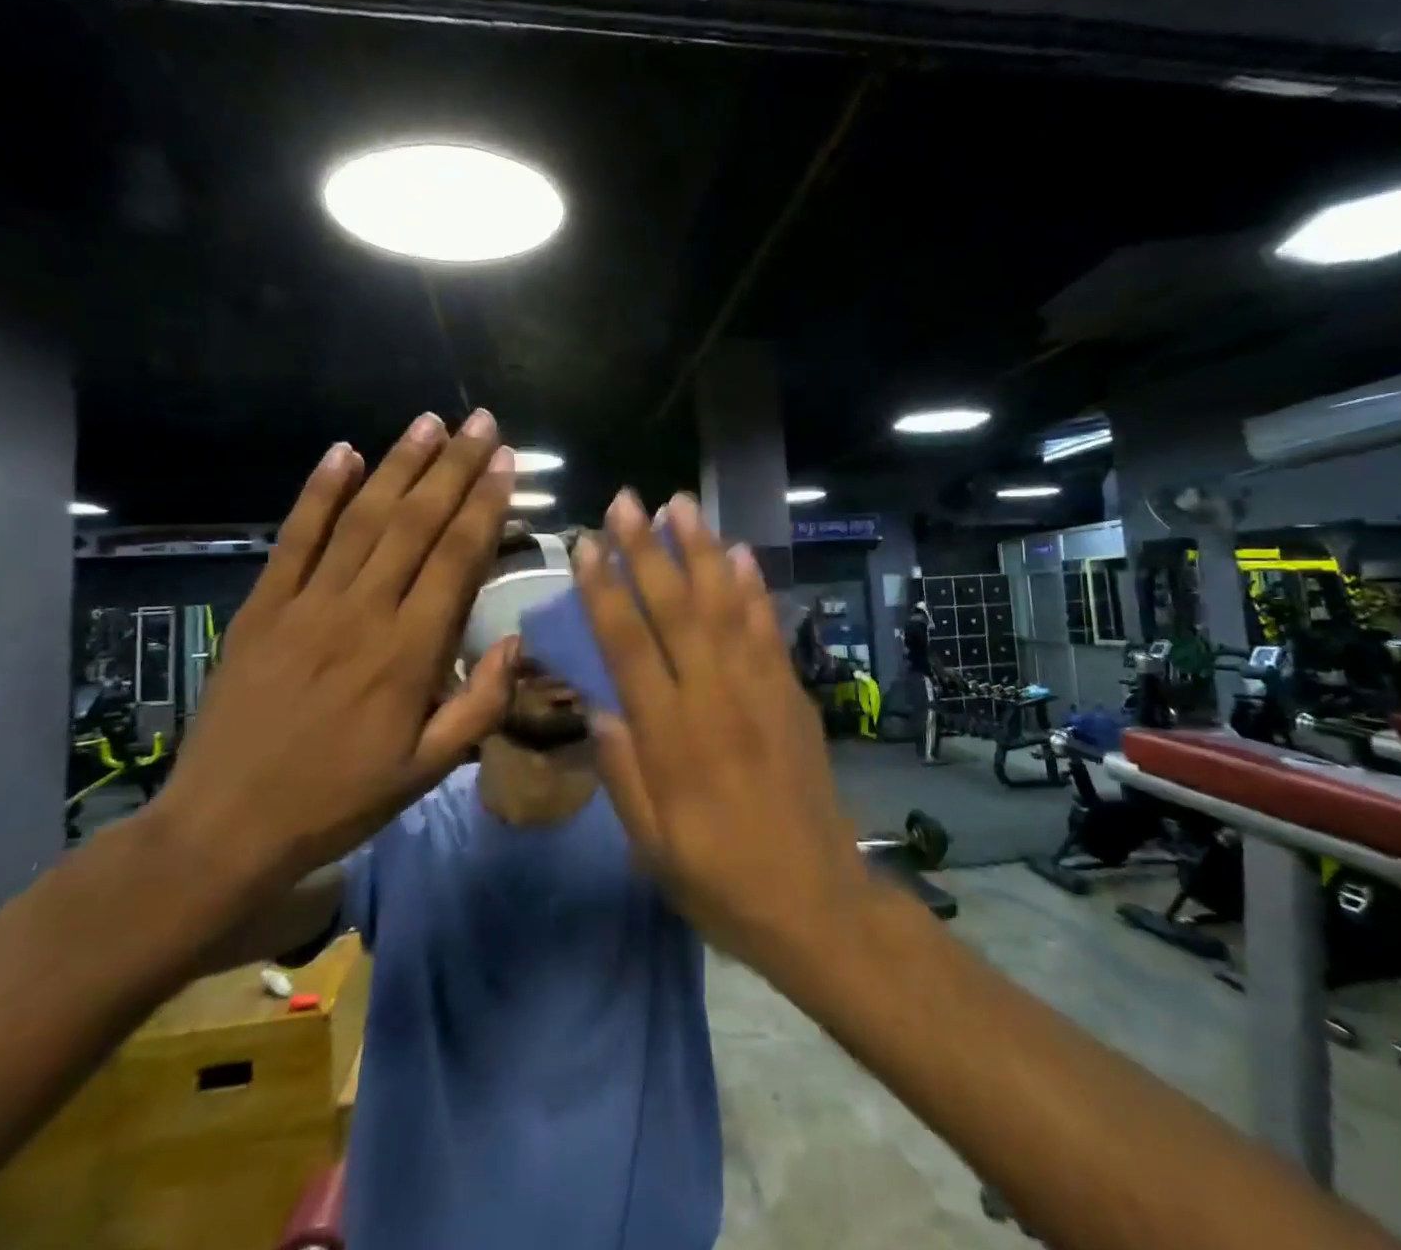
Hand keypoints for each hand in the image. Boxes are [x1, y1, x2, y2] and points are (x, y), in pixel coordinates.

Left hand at [151, 411, 514, 895]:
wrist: (224, 828)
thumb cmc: (340, 799)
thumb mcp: (429, 770)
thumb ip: (481, 705)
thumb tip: (517, 643)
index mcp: (410, 654)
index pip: (456, 558)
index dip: (484, 504)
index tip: (504, 461)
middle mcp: (362, 614)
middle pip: (415, 523)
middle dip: (453, 467)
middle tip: (480, 421)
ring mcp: (306, 605)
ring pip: (362, 519)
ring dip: (398, 465)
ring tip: (428, 423)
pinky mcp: (262, 608)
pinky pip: (294, 539)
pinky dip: (318, 493)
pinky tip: (342, 454)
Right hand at [573, 490, 868, 967]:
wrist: (816, 901)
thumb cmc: (720, 880)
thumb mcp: (651, 845)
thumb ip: (622, 773)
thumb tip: (598, 708)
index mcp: (671, 737)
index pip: (628, 646)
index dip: (604, 591)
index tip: (584, 546)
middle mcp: (715, 699)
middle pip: (675, 610)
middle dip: (646, 550)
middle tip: (626, 500)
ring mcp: (760, 690)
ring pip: (725, 606)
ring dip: (701, 551)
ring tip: (679, 505)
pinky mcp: (792, 693)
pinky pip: (769, 629)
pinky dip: (753, 587)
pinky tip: (738, 553)